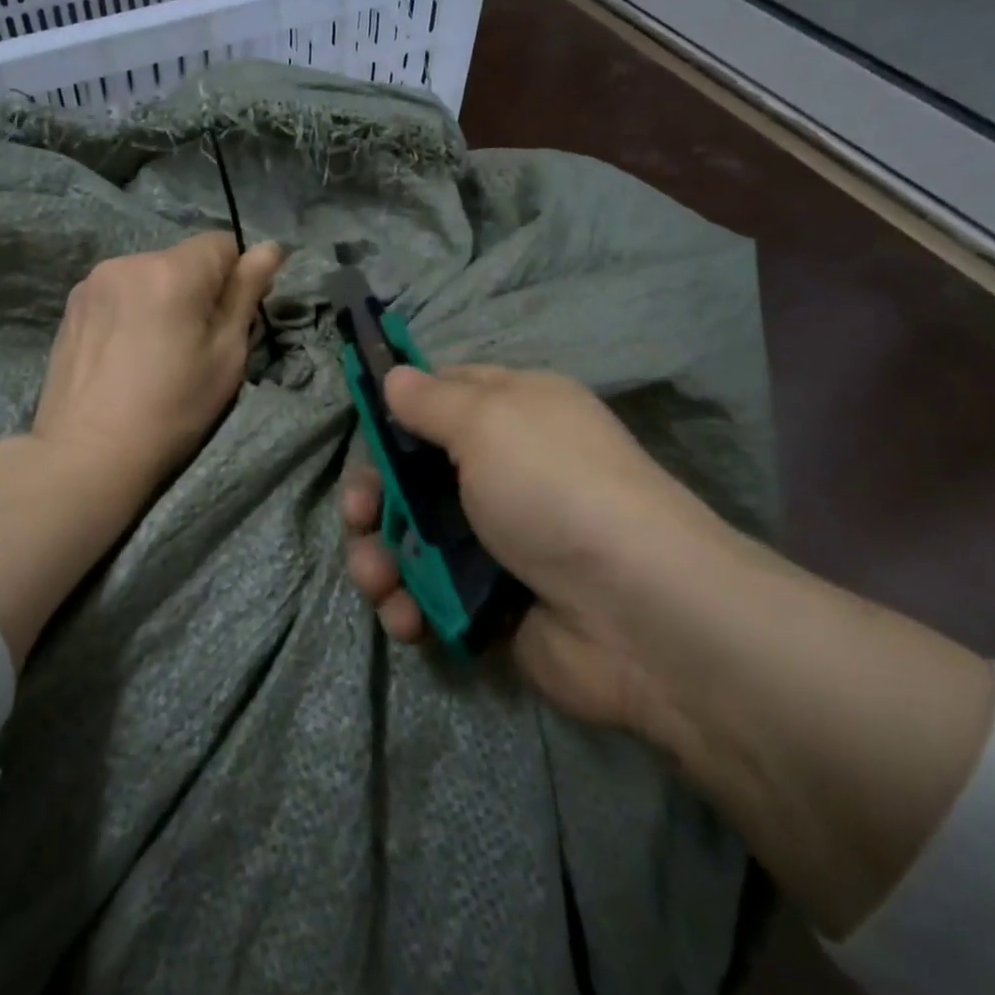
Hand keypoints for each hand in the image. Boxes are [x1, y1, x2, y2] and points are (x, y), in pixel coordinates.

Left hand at [0, 231, 281, 665]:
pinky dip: (132, 311)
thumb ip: (247, 293)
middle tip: (193, 345)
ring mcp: (92, 282)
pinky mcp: (70, 306)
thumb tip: (271, 248)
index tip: (228, 320)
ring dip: (162, 299)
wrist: (87, 454)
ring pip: (149, 276)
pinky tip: (124, 355)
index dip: (235, 277)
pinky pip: (119, 293)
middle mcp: (129, 262)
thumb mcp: (226, 356)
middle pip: (183, 259)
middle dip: (197, 289)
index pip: (222, 243)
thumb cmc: (172, 409)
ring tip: (153, 353)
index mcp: (173, 271)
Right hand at [341, 364, 756, 734]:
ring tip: (378, 583)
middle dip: (374, 496)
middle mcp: (502, 470)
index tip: (362, 433)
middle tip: (359, 516)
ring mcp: (496, 539)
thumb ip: (432, 400)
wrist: (635, 613)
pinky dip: (408, 603)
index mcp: (510, 413)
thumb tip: (396, 376)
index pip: (440, 397)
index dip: (395, 413)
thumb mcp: (489, 421)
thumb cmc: (554, 490)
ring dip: (380, 559)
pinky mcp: (490, 600)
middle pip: (412, 473)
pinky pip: (429, 592)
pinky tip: (406, 618)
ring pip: (412, 538)